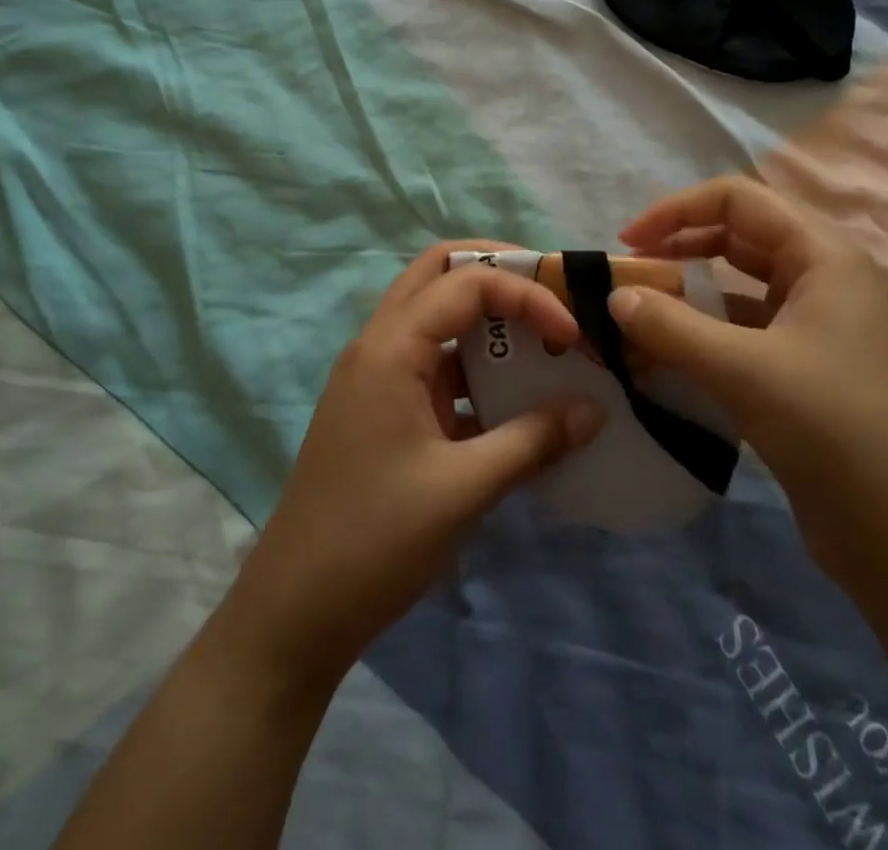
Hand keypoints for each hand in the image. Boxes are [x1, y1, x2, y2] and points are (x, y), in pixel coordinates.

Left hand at [221, 241, 604, 688]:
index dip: (526, 295)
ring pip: (435, 314)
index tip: (570, 335)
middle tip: (552, 294)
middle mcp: (379, 345)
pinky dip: (474, 364)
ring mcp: (377, 377)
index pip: (466, 282)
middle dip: (499, 272)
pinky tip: (513, 399)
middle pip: (438, 272)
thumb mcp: (464, 489)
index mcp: (391, 348)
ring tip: (542, 340)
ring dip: (487, 318)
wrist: (293, 614)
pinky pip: (434, 362)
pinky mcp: (382, 409)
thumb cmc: (375, 541)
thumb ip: (533, 440)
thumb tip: (593, 409)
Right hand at [610, 177, 887, 588]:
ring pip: (738, 288)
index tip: (628, 242)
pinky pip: (743, 333)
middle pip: (737, 238)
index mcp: (821, 255)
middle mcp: (820, 279)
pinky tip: (667, 359)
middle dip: (679, 248)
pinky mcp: (804, 370)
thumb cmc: (835, 430)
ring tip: (638, 317)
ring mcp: (815, 326)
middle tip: (628, 278)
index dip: (677, 210)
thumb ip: (672, 327)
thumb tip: (613, 296)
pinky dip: (703, 336)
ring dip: (688, 295)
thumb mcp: (745, 371)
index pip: (737, 199)